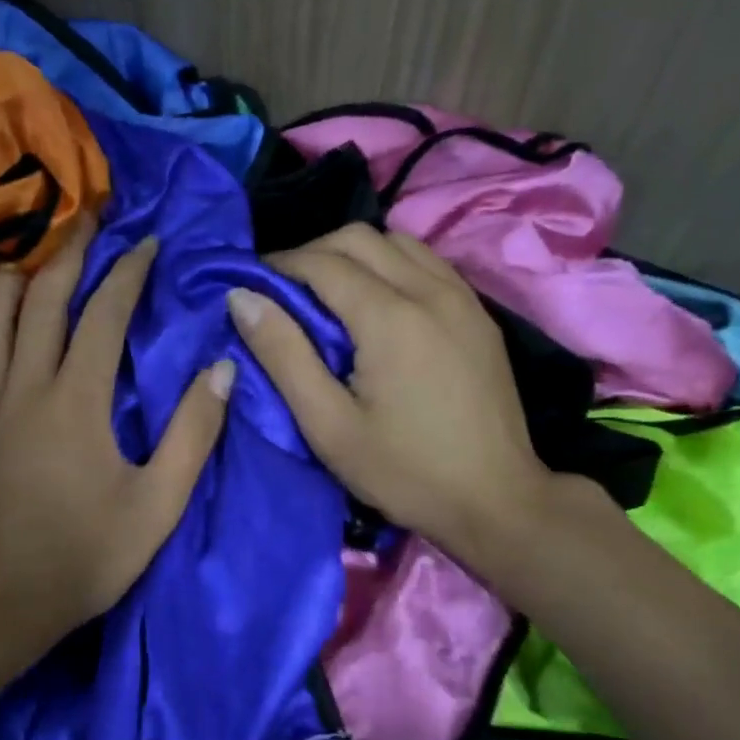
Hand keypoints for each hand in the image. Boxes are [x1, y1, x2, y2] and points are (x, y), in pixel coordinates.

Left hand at [0, 213, 233, 667]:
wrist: (1, 603)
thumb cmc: (86, 557)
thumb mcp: (158, 505)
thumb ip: (192, 434)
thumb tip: (221, 369)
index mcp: (77, 400)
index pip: (105, 313)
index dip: (129, 271)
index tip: (149, 243)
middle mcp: (23, 385)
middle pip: (43, 296)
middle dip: (72, 250)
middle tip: (92, 219)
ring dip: (16, 274)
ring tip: (39, 258)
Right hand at [228, 223, 555, 569]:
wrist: (497, 500)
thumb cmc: (404, 471)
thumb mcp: (328, 425)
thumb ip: (283, 355)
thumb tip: (242, 298)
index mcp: (390, 317)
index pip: (323, 262)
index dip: (280, 266)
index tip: (251, 287)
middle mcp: (430, 291)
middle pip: (360, 238)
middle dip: (313, 253)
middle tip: (284, 291)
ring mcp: (462, 298)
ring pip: (398, 242)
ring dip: (354, 254)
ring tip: (327, 294)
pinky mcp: (479, 315)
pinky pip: (427, 263)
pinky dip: (390, 265)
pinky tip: (376, 303)